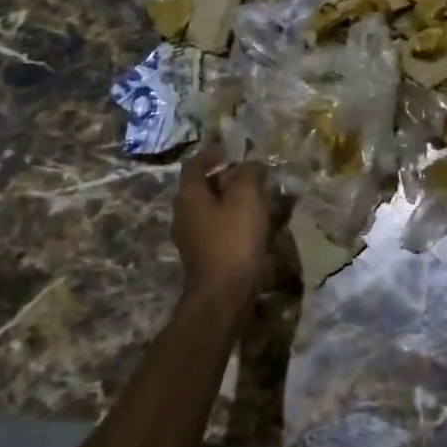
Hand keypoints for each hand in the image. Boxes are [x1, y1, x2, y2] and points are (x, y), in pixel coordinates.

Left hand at [172, 143, 272, 306]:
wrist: (224, 296)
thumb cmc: (233, 241)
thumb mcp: (246, 198)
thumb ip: (249, 174)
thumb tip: (253, 164)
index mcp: (189, 195)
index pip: (196, 163)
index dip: (214, 152)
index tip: (235, 150)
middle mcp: (184, 214)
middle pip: (204, 185)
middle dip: (229, 176)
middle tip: (255, 173)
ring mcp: (192, 237)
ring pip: (213, 208)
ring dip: (234, 199)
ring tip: (262, 197)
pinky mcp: (205, 255)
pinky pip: (220, 228)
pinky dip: (236, 220)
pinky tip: (258, 224)